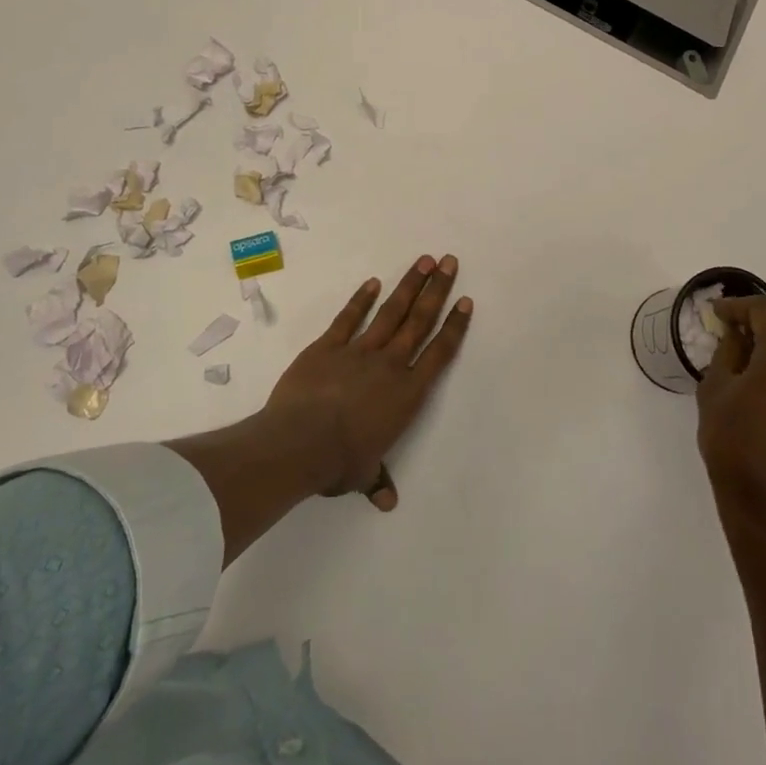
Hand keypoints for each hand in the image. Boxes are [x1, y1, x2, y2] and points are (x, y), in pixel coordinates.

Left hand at [261, 254, 471, 510]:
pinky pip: (348, 318)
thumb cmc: (339, 462)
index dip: (454, 326)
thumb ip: (377, 481)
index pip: (439, 353)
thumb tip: (387, 504)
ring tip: (424, 260)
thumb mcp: (362, 475)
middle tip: (450, 261)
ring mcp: (358, 352)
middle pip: (419, 321)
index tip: (465, 301)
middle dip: (437, 290)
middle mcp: (390, 365)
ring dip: (409, 285)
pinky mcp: (327, 347)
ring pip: (390, 312)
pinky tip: (373, 282)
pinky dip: (361, 299)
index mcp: (407, 394)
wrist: (300, 443)